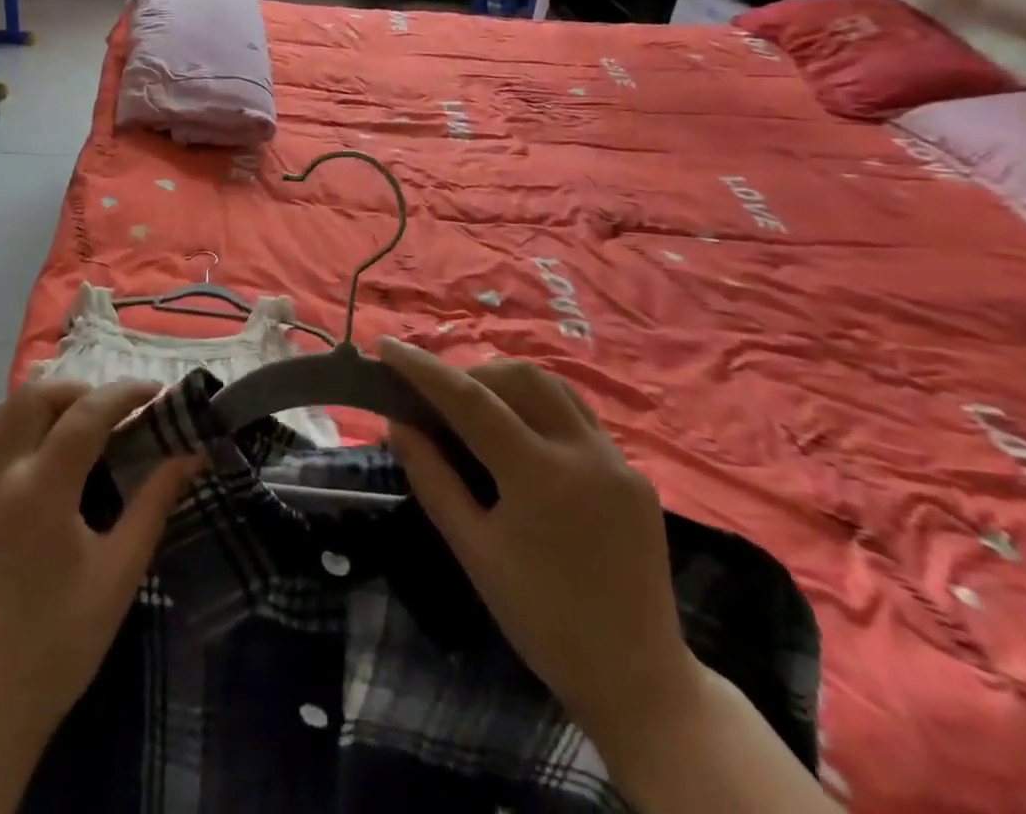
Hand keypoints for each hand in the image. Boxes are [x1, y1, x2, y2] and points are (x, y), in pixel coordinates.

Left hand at [0, 380, 201, 750]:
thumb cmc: (62, 640)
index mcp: (42, 489)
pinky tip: (12, 453)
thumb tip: (190, 454)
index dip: (124, 393)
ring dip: (39, 406)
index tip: (155, 391)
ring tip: (71, 426)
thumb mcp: (120, 571)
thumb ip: (154, 502)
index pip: (86, 413)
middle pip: (35, 396)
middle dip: (80, 391)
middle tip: (113, 410)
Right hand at [377, 339, 699, 755]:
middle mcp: (584, 452)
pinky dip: (539, 406)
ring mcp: (616, 459)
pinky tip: (520, 434)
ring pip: (552, 386)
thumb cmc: (542, 620)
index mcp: (541, 476)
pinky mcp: (634, 472)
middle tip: (435, 397)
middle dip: (469, 374)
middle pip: (517, 377)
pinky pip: (578, 415)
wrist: (638, 680)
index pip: (470, 400)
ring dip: (507, 383)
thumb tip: (397, 423)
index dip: (424, 369)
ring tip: (474, 407)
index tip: (387, 346)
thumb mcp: (474, 551)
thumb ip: (432, 479)